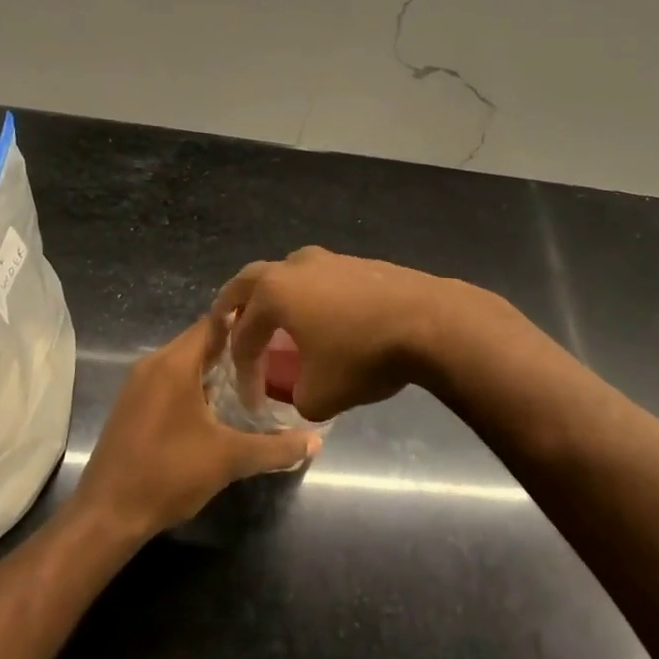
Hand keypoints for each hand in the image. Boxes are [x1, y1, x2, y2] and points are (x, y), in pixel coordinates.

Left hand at [72, 317, 320, 539]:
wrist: (107, 514)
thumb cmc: (169, 474)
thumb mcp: (229, 460)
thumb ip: (274, 448)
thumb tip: (315, 442)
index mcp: (175, 363)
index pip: (214, 322)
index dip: (245, 322)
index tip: (276, 327)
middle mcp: (153, 364)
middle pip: (200, 341)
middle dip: (234, 348)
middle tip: (272, 357)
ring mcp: (138, 384)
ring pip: (184, 361)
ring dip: (214, 368)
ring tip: (252, 380)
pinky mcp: (132, 404)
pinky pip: (169, 379)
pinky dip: (194, 384)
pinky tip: (217, 408)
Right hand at [209, 248, 454, 422]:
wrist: (430, 322)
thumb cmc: (364, 356)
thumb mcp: (320, 396)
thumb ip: (295, 397)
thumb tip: (300, 391)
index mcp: (273, 293)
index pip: (243, 335)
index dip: (242, 370)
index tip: (252, 400)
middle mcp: (294, 267)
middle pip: (248, 282)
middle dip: (233, 308)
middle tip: (228, 329)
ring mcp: (327, 259)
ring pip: (285, 273)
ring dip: (273, 297)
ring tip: (275, 322)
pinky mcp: (357, 262)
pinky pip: (317, 278)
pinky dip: (306, 296)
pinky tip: (321, 318)